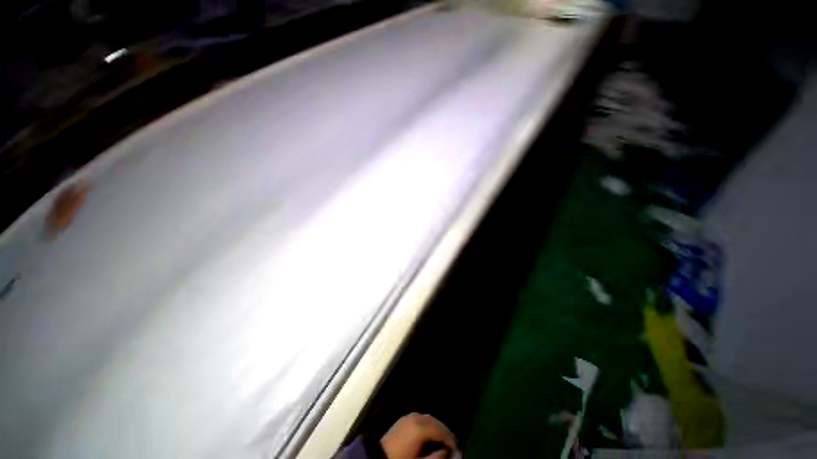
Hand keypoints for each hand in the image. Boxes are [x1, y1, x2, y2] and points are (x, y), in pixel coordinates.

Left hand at [380, 413, 458, 458]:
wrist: (377, 458)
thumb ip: (437, 457)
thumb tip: (451, 453)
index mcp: (420, 426)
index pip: (442, 430)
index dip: (452, 441)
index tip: (458, 451)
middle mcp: (416, 416)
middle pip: (436, 422)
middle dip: (445, 433)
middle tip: (453, 447)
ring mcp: (409, 416)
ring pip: (429, 420)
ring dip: (437, 430)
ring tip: (443, 443)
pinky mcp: (403, 420)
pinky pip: (421, 420)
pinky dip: (428, 427)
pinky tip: (430, 437)